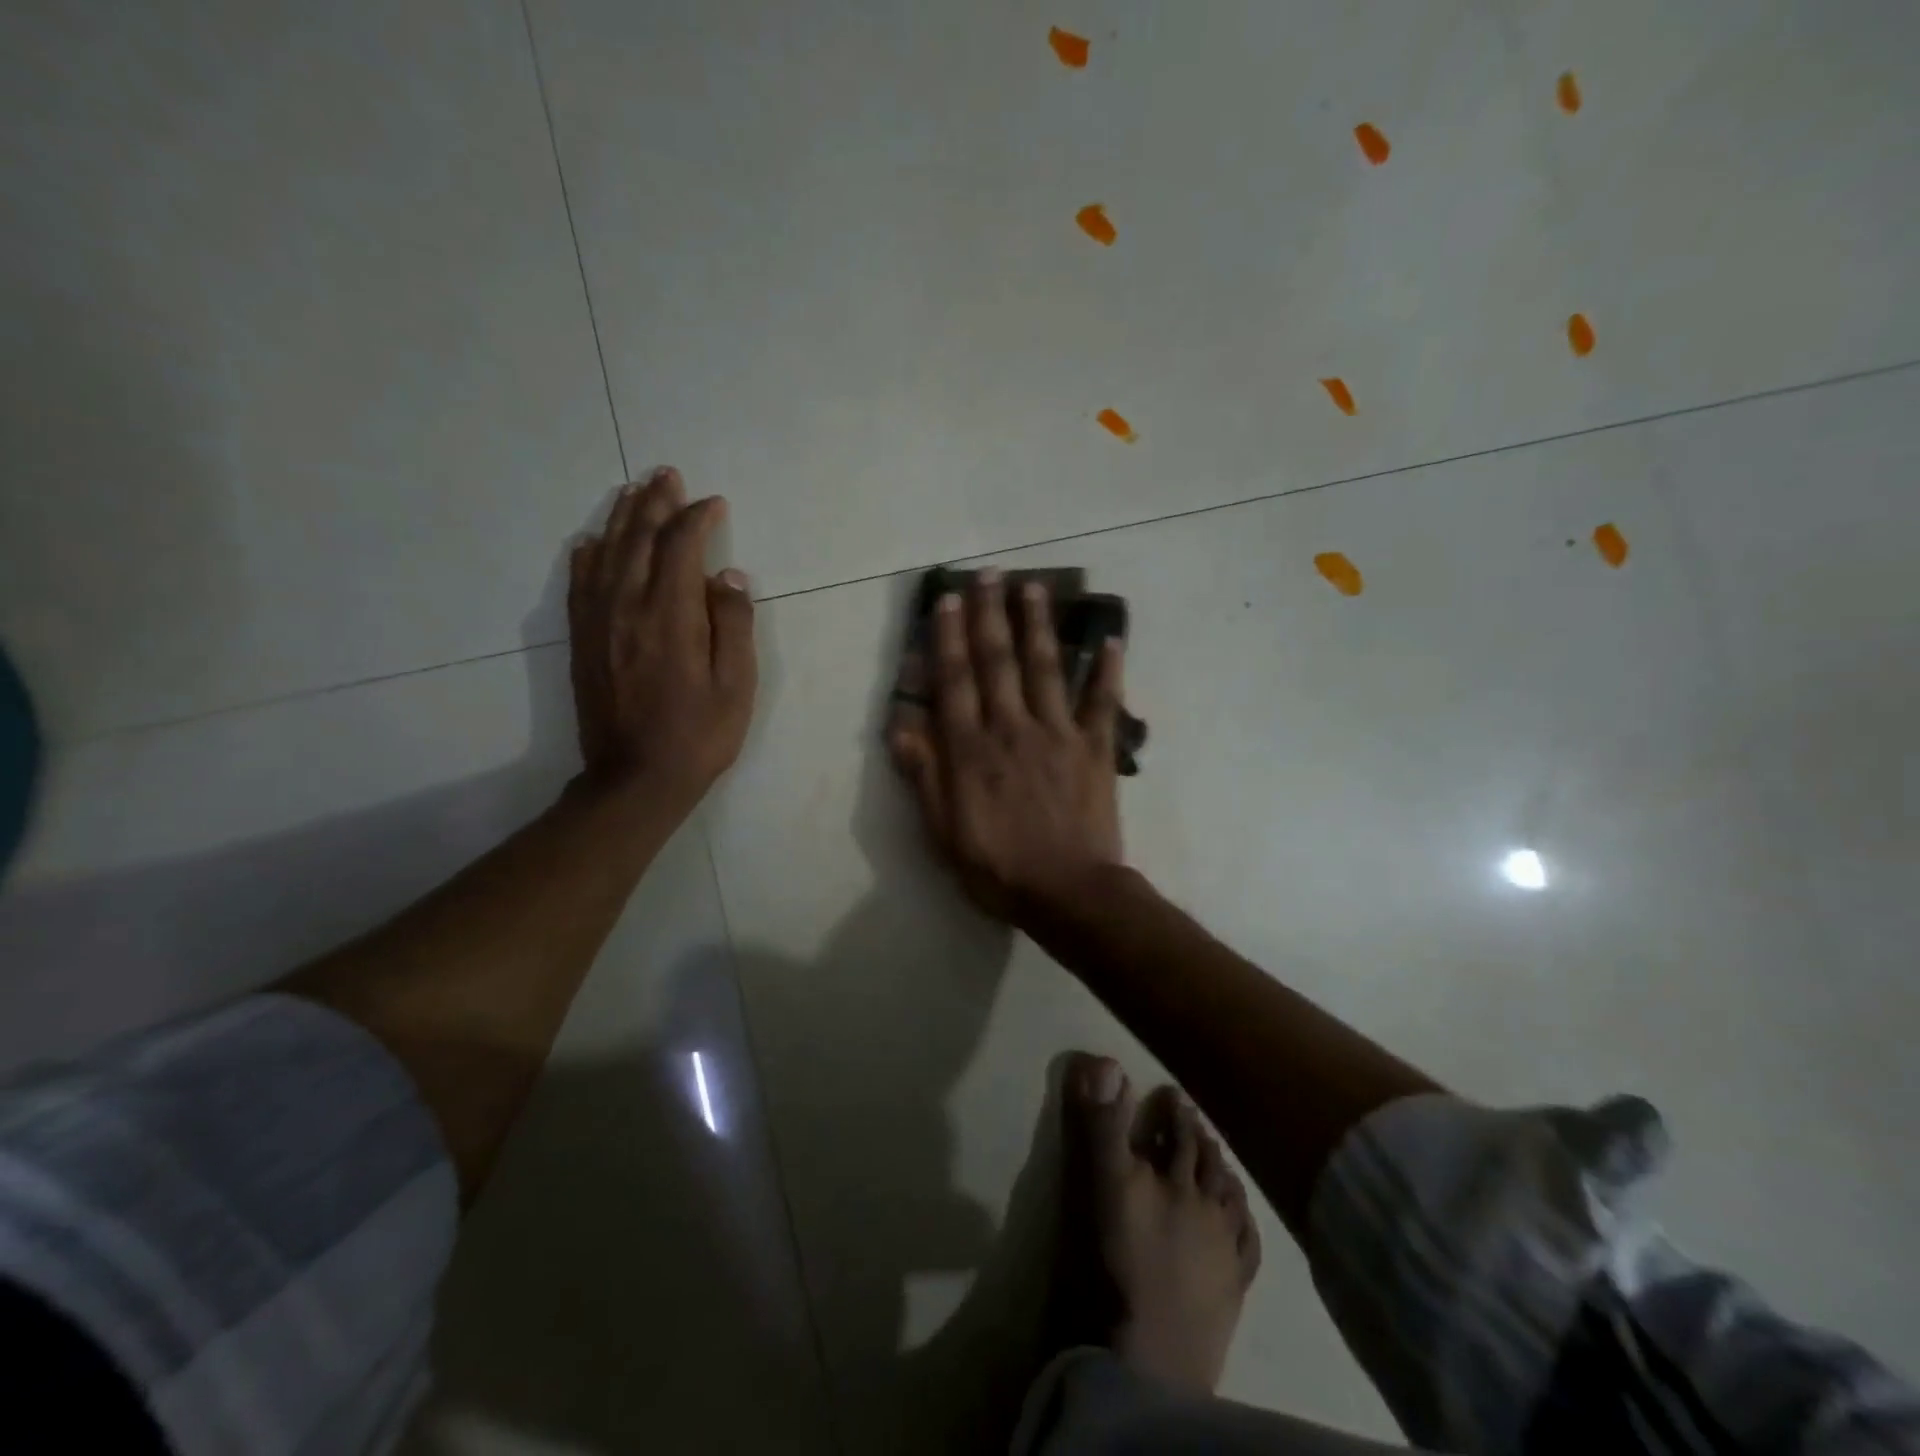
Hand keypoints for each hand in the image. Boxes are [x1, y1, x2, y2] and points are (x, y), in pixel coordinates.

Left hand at [568, 467, 755, 814]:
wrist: (635, 779)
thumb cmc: (698, 736)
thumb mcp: (736, 686)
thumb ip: (733, 625)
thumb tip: (727, 576)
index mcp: (670, 615)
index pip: (680, 547)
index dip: (697, 519)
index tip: (714, 504)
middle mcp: (627, 607)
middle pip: (638, 539)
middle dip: (655, 502)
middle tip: (667, 474)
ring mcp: (598, 623)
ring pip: (605, 553)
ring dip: (621, 518)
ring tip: (633, 490)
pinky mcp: (582, 641)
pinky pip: (579, 584)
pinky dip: (586, 555)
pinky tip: (591, 541)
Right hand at [888, 569, 1125, 920]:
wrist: (1069, 895)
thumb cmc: (998, 869)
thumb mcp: (944, 832)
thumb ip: (924, 776)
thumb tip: (901, 725)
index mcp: (971, 750)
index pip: (955, 681)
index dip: (949, 638)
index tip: (948, 600)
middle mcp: (1012, 728)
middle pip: (998, 662)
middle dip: (991, 615)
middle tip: (990, 574)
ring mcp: (1058, 734)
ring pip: (1046, 668)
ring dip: (1039, 625)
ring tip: (1035, 587)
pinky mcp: (1095, 748)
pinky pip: (1102, 702)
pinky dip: (1108, 670)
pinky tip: (1110, 639)